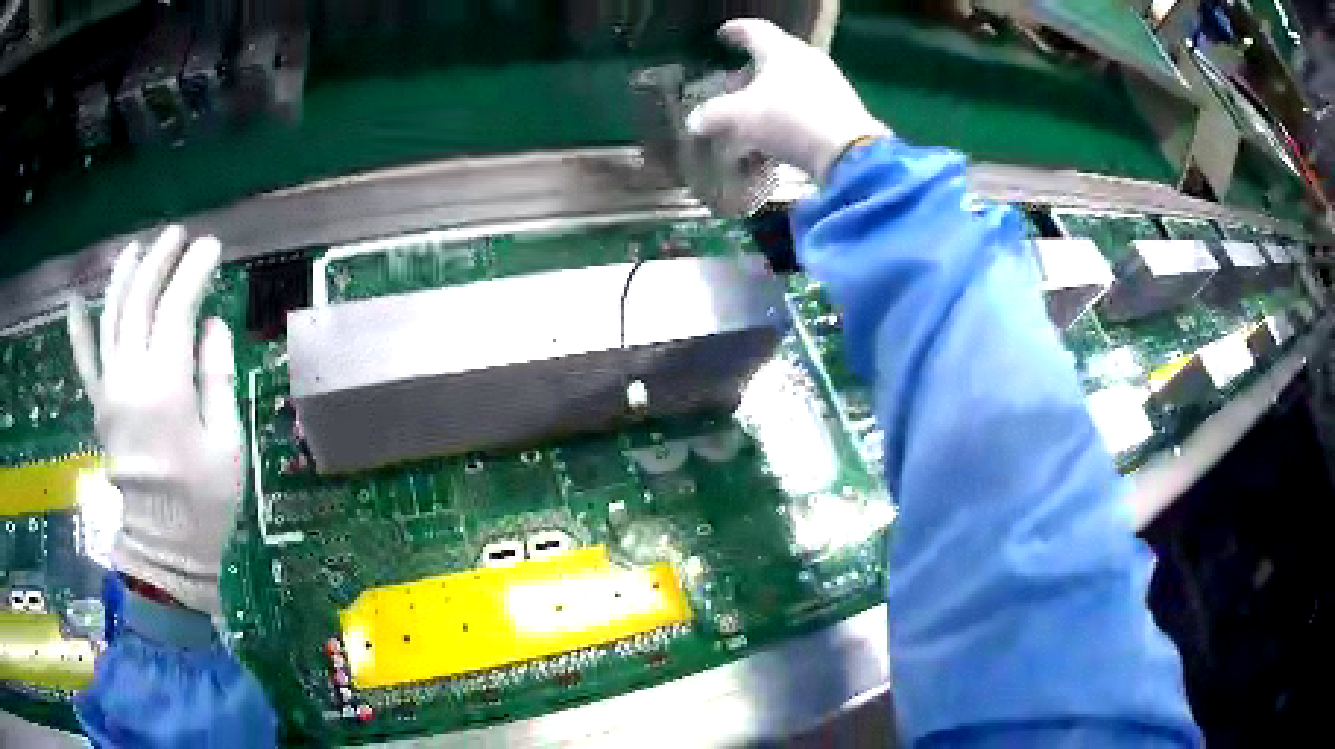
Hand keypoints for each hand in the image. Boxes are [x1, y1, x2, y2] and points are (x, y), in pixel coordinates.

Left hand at [68, 227, 243, 615]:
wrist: (166, 550)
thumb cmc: (204, 502)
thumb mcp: (227, 442)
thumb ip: (218, 376)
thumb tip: (212, 323)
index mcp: (166, 388)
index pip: (176, 308)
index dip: (193, 271)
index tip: (211, 246)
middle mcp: (131, 378)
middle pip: (140, 301)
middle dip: (159, 260)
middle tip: (178, 235)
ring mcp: (109, 391)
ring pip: (111, 318)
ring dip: (123, 277)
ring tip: (136, 247)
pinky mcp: (99, 407)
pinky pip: (85, 361)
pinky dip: (78, 329)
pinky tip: (75, 301)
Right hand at [686, 18, 889, 182]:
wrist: (848, 152)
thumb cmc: (788, 119)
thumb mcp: (739, 117)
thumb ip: (713, 115)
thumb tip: (695, 121)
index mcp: (781, 49)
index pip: (754, 30)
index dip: (735, 31)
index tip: (723, 34)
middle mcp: (807, 58)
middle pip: (775, 56)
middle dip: (751, 69)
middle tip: (733, 82)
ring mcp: (829, 82)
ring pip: (791, 80)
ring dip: (770, 92)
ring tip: (753, 111)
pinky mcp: (842, 108)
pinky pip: (807, 102)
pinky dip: (788, 111)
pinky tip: (778, 131)